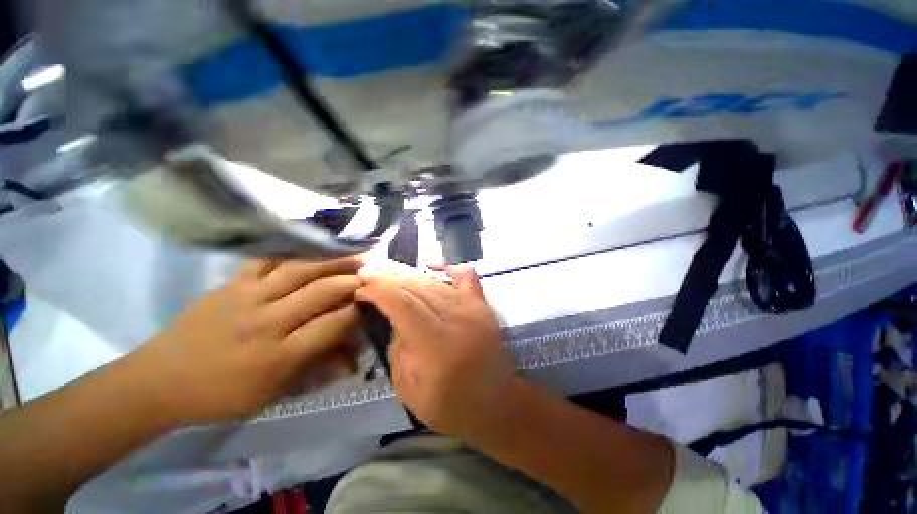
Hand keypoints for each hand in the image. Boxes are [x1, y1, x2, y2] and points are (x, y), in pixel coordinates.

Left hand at [131, 258, 362, 423]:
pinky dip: (295, 251)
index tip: (375, 302)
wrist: (160, 380)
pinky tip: (314, 247)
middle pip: (322, 292)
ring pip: (300, 269)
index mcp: (278, 356)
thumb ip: (319, 370)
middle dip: (354, 281)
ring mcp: (247, 297)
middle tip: (373, 274)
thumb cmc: (222, 395)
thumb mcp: (274, 393)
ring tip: (356, 254)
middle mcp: (267, 322)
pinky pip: (269, 259)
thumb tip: (354, 358)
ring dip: (333, 260)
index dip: (359, 311)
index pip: (333, 325)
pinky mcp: (231, 284)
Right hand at [356, 266, 515, 437]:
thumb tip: (394, 320)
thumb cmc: (451, 405)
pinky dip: (449, 268)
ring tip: (389, 271)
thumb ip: (397, 350)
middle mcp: (457, 317)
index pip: (402, 304)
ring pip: (435, 282)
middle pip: (417, 288)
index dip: (379, 291)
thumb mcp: (408, 390)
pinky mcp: (482, 305)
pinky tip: (432, 267)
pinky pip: (466, 276)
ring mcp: (473, 308)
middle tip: (369, 272)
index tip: (361, 287)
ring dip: (410, 275)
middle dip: (389, 278)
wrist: (497, 404)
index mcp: (437, 343)